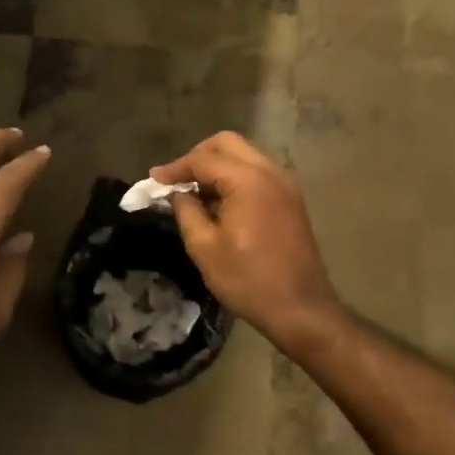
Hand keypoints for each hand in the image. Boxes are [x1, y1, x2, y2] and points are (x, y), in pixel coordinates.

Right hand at [151, 132, 342, 354]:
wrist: (301, 310)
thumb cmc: (248, 280)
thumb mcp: (204, 248)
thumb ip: (186, 211)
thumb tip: (178, 194)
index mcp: (248, 180)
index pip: (203, 160)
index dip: (174, 168)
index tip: (153, 180)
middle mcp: (270, 172)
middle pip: (227, 144)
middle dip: (197, 156)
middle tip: (176, 179)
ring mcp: (285, 184)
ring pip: (244, 155)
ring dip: (217, 165)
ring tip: (194, 191)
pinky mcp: (291, 199)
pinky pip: (257, 172)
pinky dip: (234, 177)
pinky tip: (219, 202)